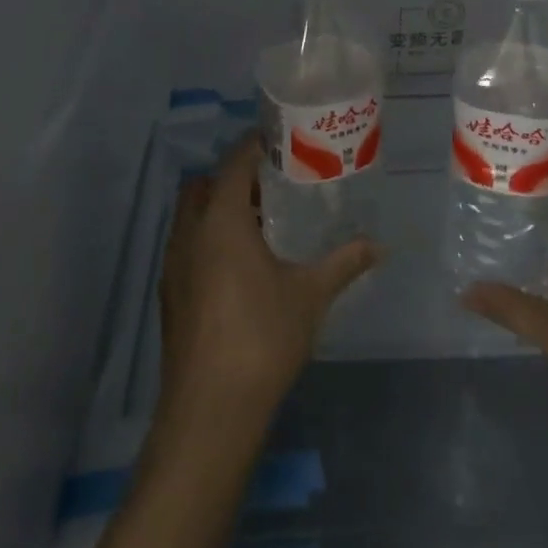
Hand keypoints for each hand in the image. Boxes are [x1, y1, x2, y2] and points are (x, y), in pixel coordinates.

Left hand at [157, 134, 379, 435]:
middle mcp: (189, 233)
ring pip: (190, 217)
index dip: (254, 146)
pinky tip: (238, 266)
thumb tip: (378, 245)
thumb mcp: (310, 294)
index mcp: (221, 221)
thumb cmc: (263, 336)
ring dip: (217, 209)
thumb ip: (344, 262)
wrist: (211, 407)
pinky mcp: (169, 293)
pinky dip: (207, 239)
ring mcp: (173, 264)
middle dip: (232, 177)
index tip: (279, 140)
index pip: (234, 164)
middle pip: (204, 186)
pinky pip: (186, 246)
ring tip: (260, 223)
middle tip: (271, 185)